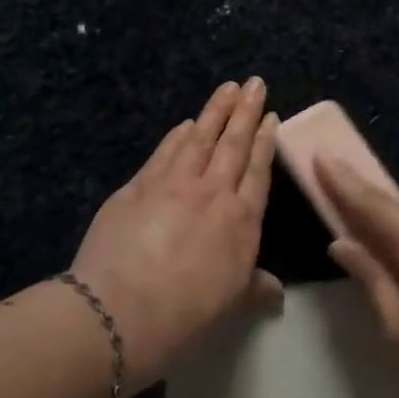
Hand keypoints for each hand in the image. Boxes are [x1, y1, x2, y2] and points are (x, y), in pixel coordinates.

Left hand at [71, 80, 282, 389]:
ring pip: (200, 138)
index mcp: (242, 221)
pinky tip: (184, 124)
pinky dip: (177, 135)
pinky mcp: (138, 185)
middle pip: (233, 144)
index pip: (258, 171)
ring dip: (214, 111)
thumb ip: (255, 288)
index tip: (270, 117)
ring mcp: (174, 184)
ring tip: (226, 88)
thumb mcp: (230, 304)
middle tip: (254, 83)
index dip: (265, 142)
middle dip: (245, 111)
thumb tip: (277, 293)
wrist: (122, 309)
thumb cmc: (185, 314)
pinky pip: (165, 152)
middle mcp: (213, 193)